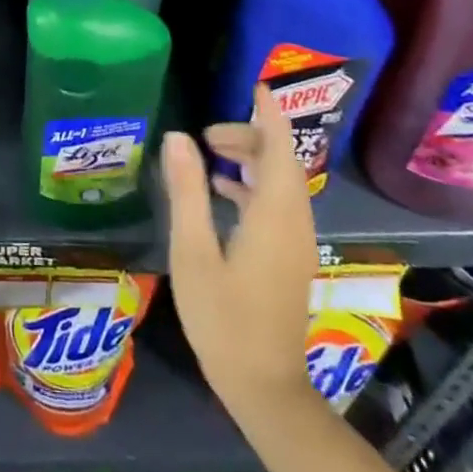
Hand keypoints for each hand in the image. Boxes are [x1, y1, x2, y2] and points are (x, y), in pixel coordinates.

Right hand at [161, 103, 317, 412]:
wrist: (264, 386)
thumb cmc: (223, 317)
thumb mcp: (192, 250)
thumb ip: (187, 191)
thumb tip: (177, 137)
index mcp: (274, 215)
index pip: (279, 149)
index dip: (270, 115)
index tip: (258, 85)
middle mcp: (293, 222)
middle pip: (281, 163)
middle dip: (251, 135)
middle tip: (208, 132)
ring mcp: (295, 242)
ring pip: (280, 183)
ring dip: (251, 159)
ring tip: (210, 151)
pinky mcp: (289, 257)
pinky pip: (277, 204)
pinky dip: (253, 185)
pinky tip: (221, 190)